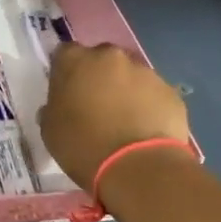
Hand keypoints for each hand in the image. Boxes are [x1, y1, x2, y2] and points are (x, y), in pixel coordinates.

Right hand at [38, 42, 189, 193]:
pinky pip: (152, 94)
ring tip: (123, 122)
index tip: (66, 92)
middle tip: (95, 106)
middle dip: (97, 77)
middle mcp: (110, 56)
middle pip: (101, 60)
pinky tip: (144, 130)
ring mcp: (144, 71)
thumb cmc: (83, 146)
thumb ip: (53, 108)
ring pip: (129, 75)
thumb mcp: (50, 130)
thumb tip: (59, 106)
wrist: (138, 167)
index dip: (65, 72)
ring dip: (124, 91)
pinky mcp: (170, 91)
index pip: (65, 54)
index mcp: (75, 60)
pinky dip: (147, 106)